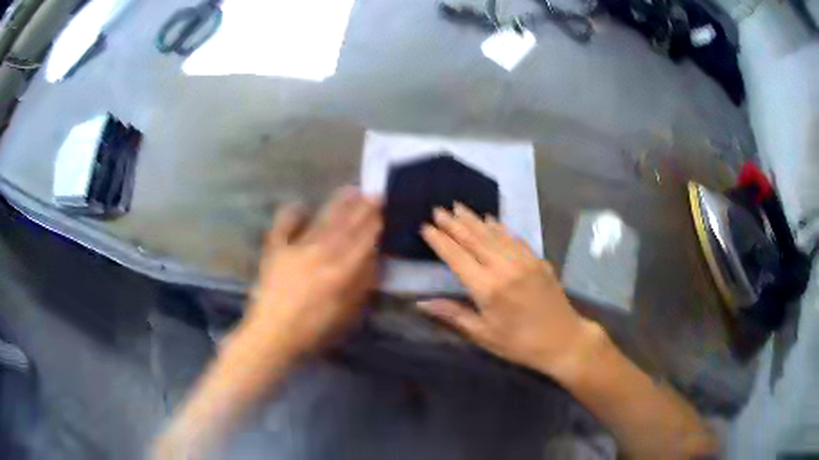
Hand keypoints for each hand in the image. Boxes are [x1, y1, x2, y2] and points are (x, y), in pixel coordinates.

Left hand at [246, 187, 381, 355]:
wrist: (272, 334)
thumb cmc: (312, 330)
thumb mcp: (345, 314)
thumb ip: (360, 285)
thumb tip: (373, 261)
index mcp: (339, 271)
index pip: (362, 241)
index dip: (374, 224)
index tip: (384, 208)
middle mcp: (320, 253)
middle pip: (345, 226)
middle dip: (361, 209)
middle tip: (374, 193)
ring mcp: (296, 248)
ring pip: (322, 221)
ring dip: (338, 205)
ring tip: (350, 190)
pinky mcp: (275, 249)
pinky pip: (283, 225)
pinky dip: (291, 213)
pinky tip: (300, 205)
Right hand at [418, 203, 598, 375]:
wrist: (563, 340)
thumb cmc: (519, 344)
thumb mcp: (483, 335)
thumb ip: (453, 315)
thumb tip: (421, 303)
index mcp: (487, 288)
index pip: (457, 257)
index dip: (440, 241)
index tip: (426, 227)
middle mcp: (504, 268)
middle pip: (474, 239)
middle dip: (454, 223)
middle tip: (438, 209)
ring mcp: (523, 260)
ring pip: (493, 234)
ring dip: (474, 219)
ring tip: (458, 207)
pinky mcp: (537, 259)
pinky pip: (514, 238)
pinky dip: (500, 227)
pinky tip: (491, 220)